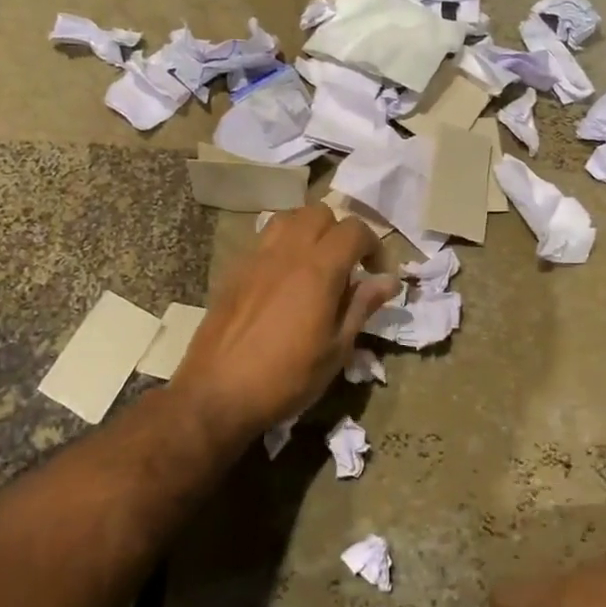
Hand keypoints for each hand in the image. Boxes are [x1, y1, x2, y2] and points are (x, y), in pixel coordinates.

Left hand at [168, 203, 397, 450]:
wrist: (217, 394)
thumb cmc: (287, 378)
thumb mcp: (336, 350)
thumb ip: (362, 307)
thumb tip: (388, 280)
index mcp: (318, 270)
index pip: (354, 230)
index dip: (374, 246)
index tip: (377, 274)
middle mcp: (287, 252)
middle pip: (320, 213)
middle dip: (341, 232)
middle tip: (348, 266)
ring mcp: (256, 258)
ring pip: (288, 219)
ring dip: (309, 231)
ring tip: (316, 264)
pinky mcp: (234, 270)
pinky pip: (264, 240)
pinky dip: (283, 246)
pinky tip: (284, 280)